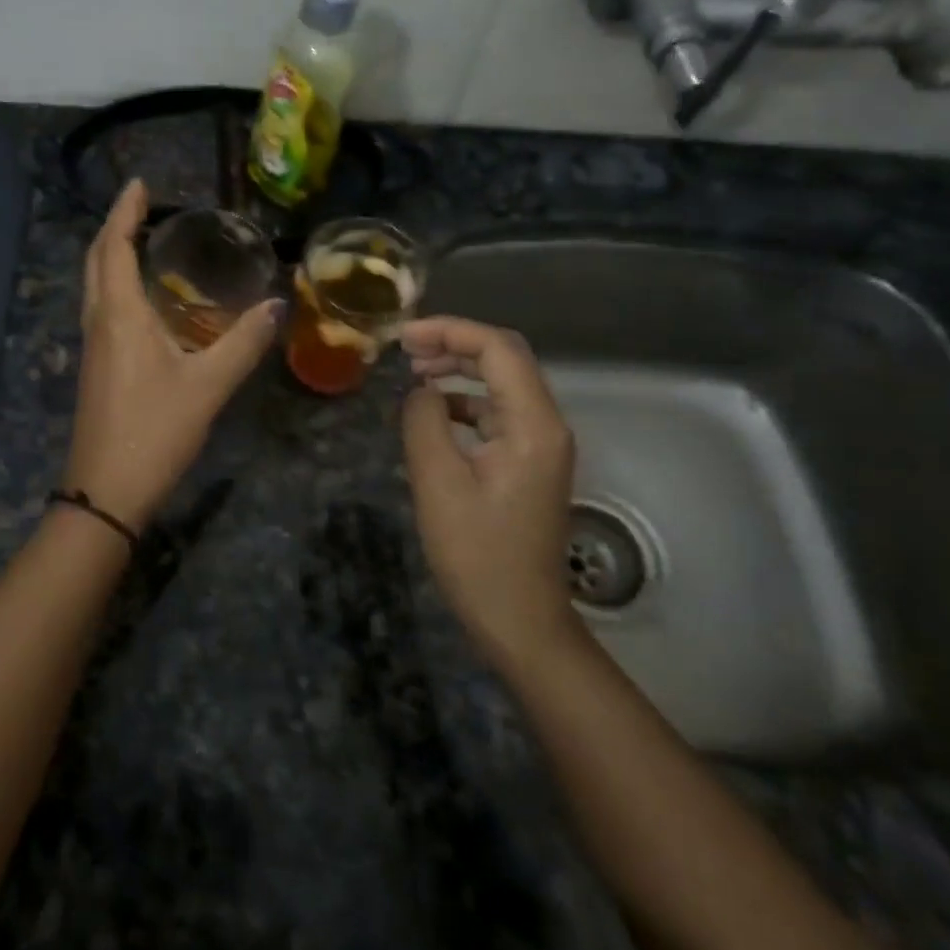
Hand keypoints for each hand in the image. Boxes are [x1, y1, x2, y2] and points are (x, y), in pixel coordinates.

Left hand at [62, 180, 282, 533]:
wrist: (106, 491)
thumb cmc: (155, 432)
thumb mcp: (208, 387)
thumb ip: (243, 344)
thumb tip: (276, 304)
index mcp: (120, 316)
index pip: (113, 247)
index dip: (124, 212)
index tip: (140, 184)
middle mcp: (98, 323)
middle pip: (96, 262)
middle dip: (114, 229)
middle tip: (142, 208)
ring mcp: (93, 348)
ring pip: (96, 288)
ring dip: (113, 258)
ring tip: (145, 243)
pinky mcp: (96, 369)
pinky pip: (103, 312)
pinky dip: (118, 288)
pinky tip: (147, 302)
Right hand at [399, 317, 580, 669]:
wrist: (519, 618)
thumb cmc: (476, 553)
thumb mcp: (438, 483)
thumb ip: (425, 422)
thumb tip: (423, 392)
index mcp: (532, 425)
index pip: (498, 349)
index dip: (450, 331)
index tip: (403, 338)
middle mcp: (546, 425)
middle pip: (505, 359)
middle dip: (454, 344)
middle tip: (404, 349)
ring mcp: (540, 445)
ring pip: (502, 385)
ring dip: (460, 371)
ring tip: (414, 374)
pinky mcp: (528, 464)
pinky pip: (498, 414)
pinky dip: (465, 402)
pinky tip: (435, 414)